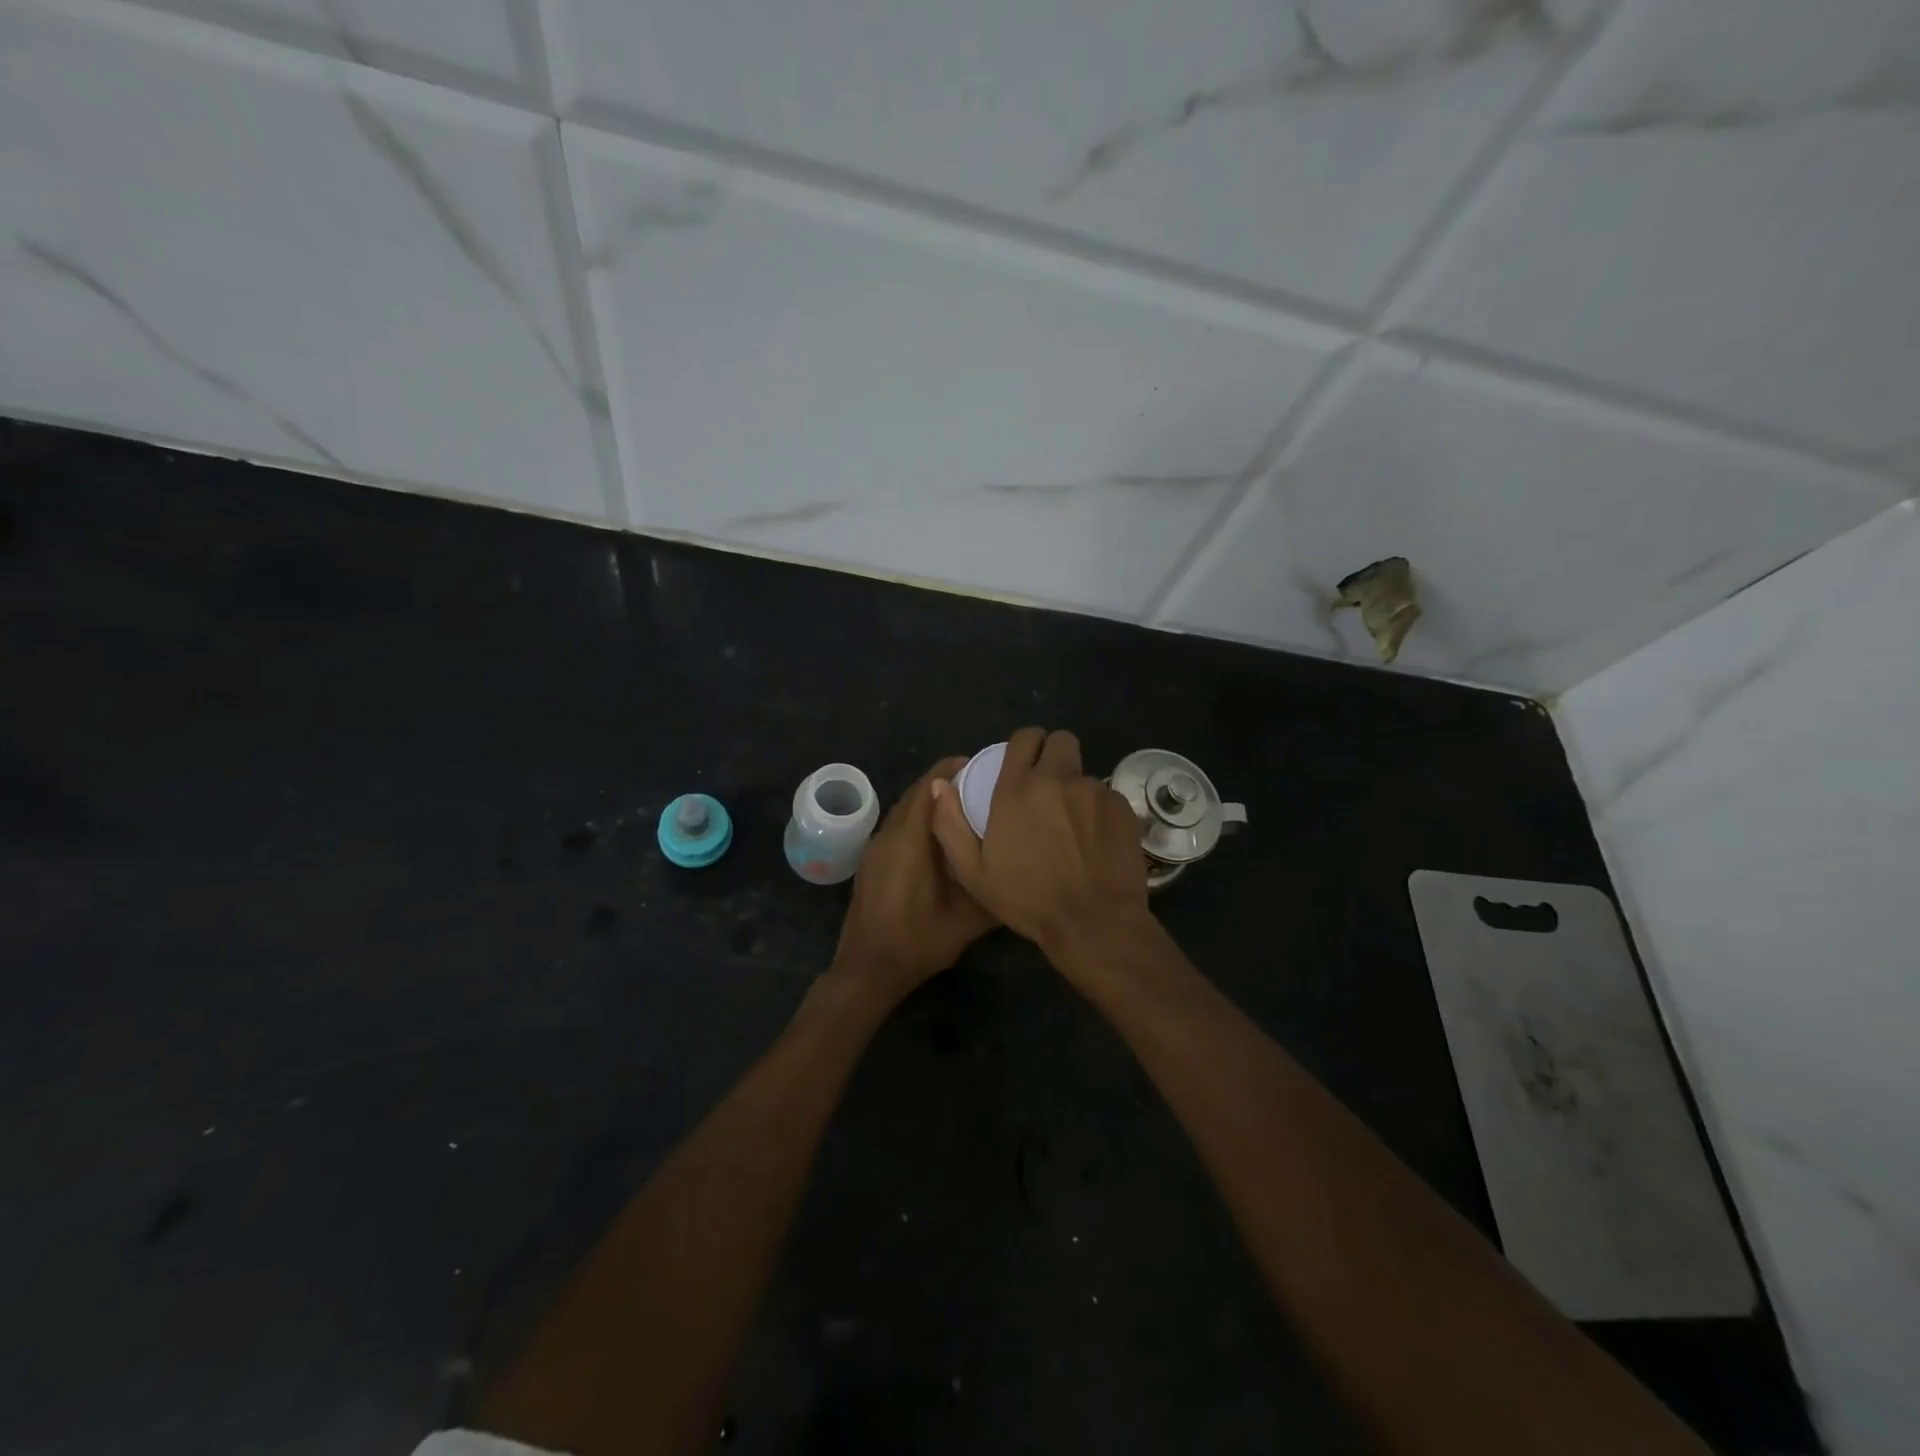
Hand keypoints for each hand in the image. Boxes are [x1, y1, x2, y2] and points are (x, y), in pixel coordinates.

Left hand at [832, 757, 996, 1006]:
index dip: (951, 769)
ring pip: (904, 810)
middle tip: (977, 783)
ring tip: (962, 806)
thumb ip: (992, 887)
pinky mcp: (871, 862)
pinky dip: (917, 819)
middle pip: (915, 794)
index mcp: (910, 840)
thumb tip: (1018, 865)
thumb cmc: (918, 941)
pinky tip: (938, 838)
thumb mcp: (968, 919)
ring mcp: (875, 848)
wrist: (868, 970)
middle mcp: (889, 835)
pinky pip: (897, 826)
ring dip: (929, 801)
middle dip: (943, 781)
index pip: (928, 787)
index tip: (979, 763)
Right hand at [929, 727, 1148, 952]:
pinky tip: (1096, 841)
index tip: (1023, 764)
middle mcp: (1057, 779)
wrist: (1092, 922)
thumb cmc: (1028, 900)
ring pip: (1084, 773)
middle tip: (1049, 786)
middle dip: (1054, 755)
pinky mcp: (1122, 808)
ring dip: (1076, 789)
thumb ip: (950, 824)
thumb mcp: (973, 872)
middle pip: (1061, 740)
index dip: (1025, 747)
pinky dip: (1100, 811)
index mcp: (1017, 789)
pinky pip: (1108, 797)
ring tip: (1073, 825)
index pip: (1025, 738)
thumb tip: (940, 784)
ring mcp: (1094, 791)